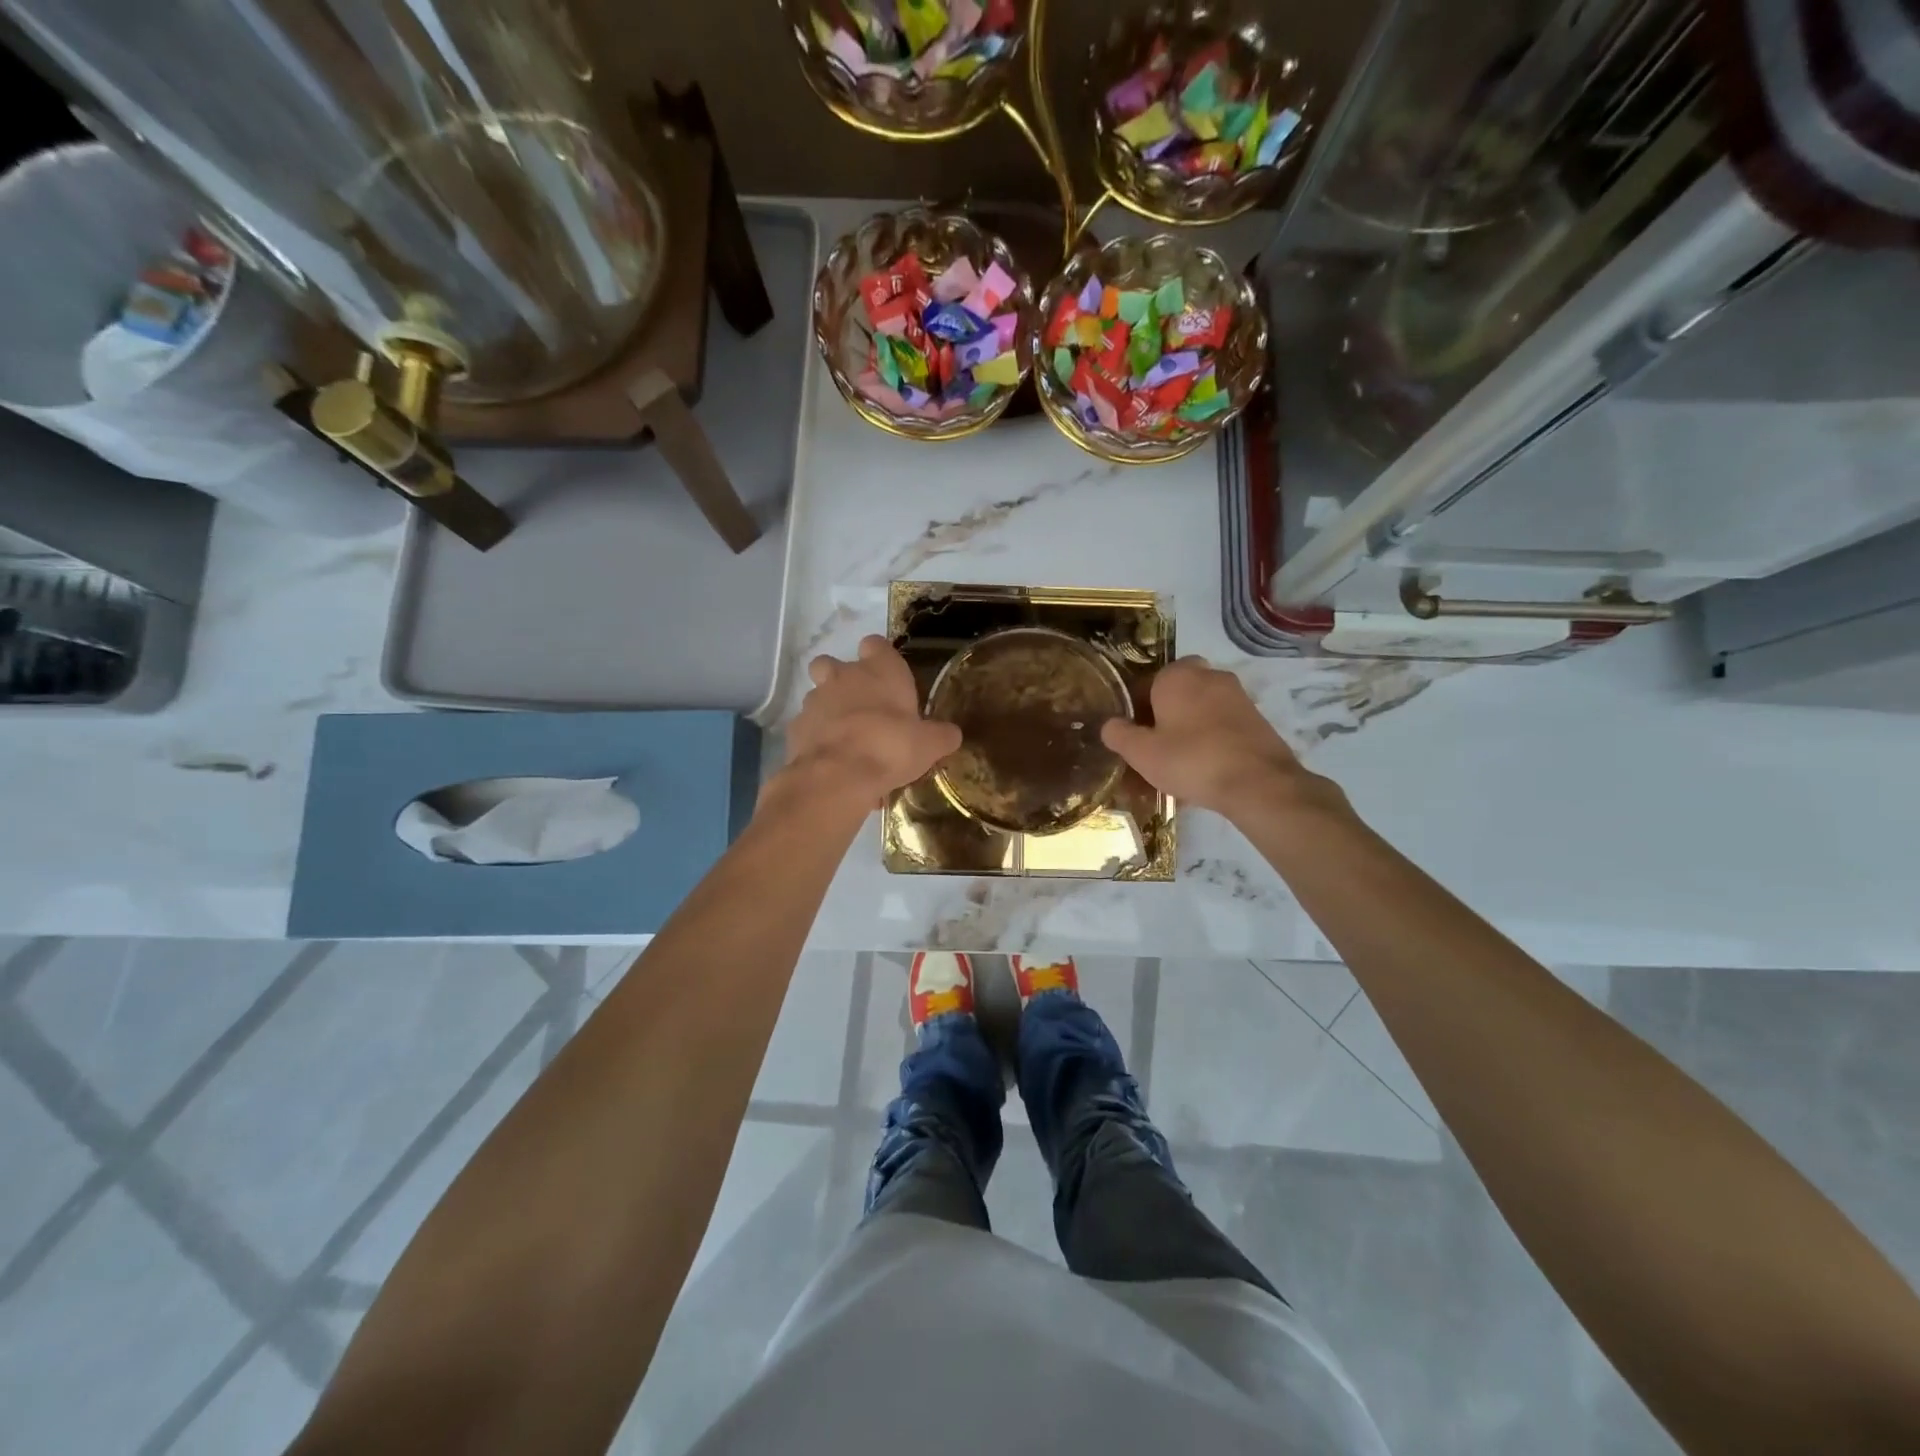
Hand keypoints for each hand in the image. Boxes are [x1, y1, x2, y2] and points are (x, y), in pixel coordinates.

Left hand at [772, 635, 961, 810]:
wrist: (838, 775)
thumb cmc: (891, 747)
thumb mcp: (929, 744)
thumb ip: (941, 735)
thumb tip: (951, 734)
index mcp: (880, 670)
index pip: (876, 644)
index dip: (879, 657)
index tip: (886, 675)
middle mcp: (843, 676)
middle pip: (832, 664)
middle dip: (841, 679)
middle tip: (859, 705)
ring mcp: (814, 700)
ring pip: (817, 695)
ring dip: (829, 711)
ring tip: (846, 739)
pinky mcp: (795, 727)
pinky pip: (808, 728)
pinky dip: (818, 740)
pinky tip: (832, 760)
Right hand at [1101, 656, 1344, 820]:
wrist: (1258, 783)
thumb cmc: (1191, 760)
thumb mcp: (1142, 753)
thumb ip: (1119, 735)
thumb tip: (1109, 724)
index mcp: (1177, 676)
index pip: (1144, 685)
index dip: (1133, 712)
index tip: (1131, 738)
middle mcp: (1208, 675)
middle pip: (1174, 696)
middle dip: (1162, 718)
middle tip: (1153, 749)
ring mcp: (1236, 695)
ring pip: (1199, 711)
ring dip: (1186, 730)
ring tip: (1176, 766)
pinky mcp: (1255, 718)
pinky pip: (1220, 726)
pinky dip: (1209, 741)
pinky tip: (1203, 771)